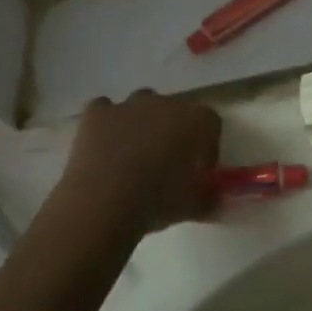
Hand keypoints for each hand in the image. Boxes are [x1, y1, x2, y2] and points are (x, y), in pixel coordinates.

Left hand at [59, 90, 221, 239]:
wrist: (102, 204)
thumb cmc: (157, 202)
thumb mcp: (194, 207)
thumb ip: (210, 197)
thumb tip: (215, 197)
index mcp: (196, 120)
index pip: (211, 124)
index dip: (207, 147)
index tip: (199, 172)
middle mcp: (165, 103)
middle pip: (176, 111)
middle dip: (173, 133)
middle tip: (166, 165)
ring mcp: (128, 106)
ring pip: (141, 103)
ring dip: (142, 122)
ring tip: (134, 155)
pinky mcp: (97, 115)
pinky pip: (104, 109)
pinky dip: (106, 123)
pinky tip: (104, 146)